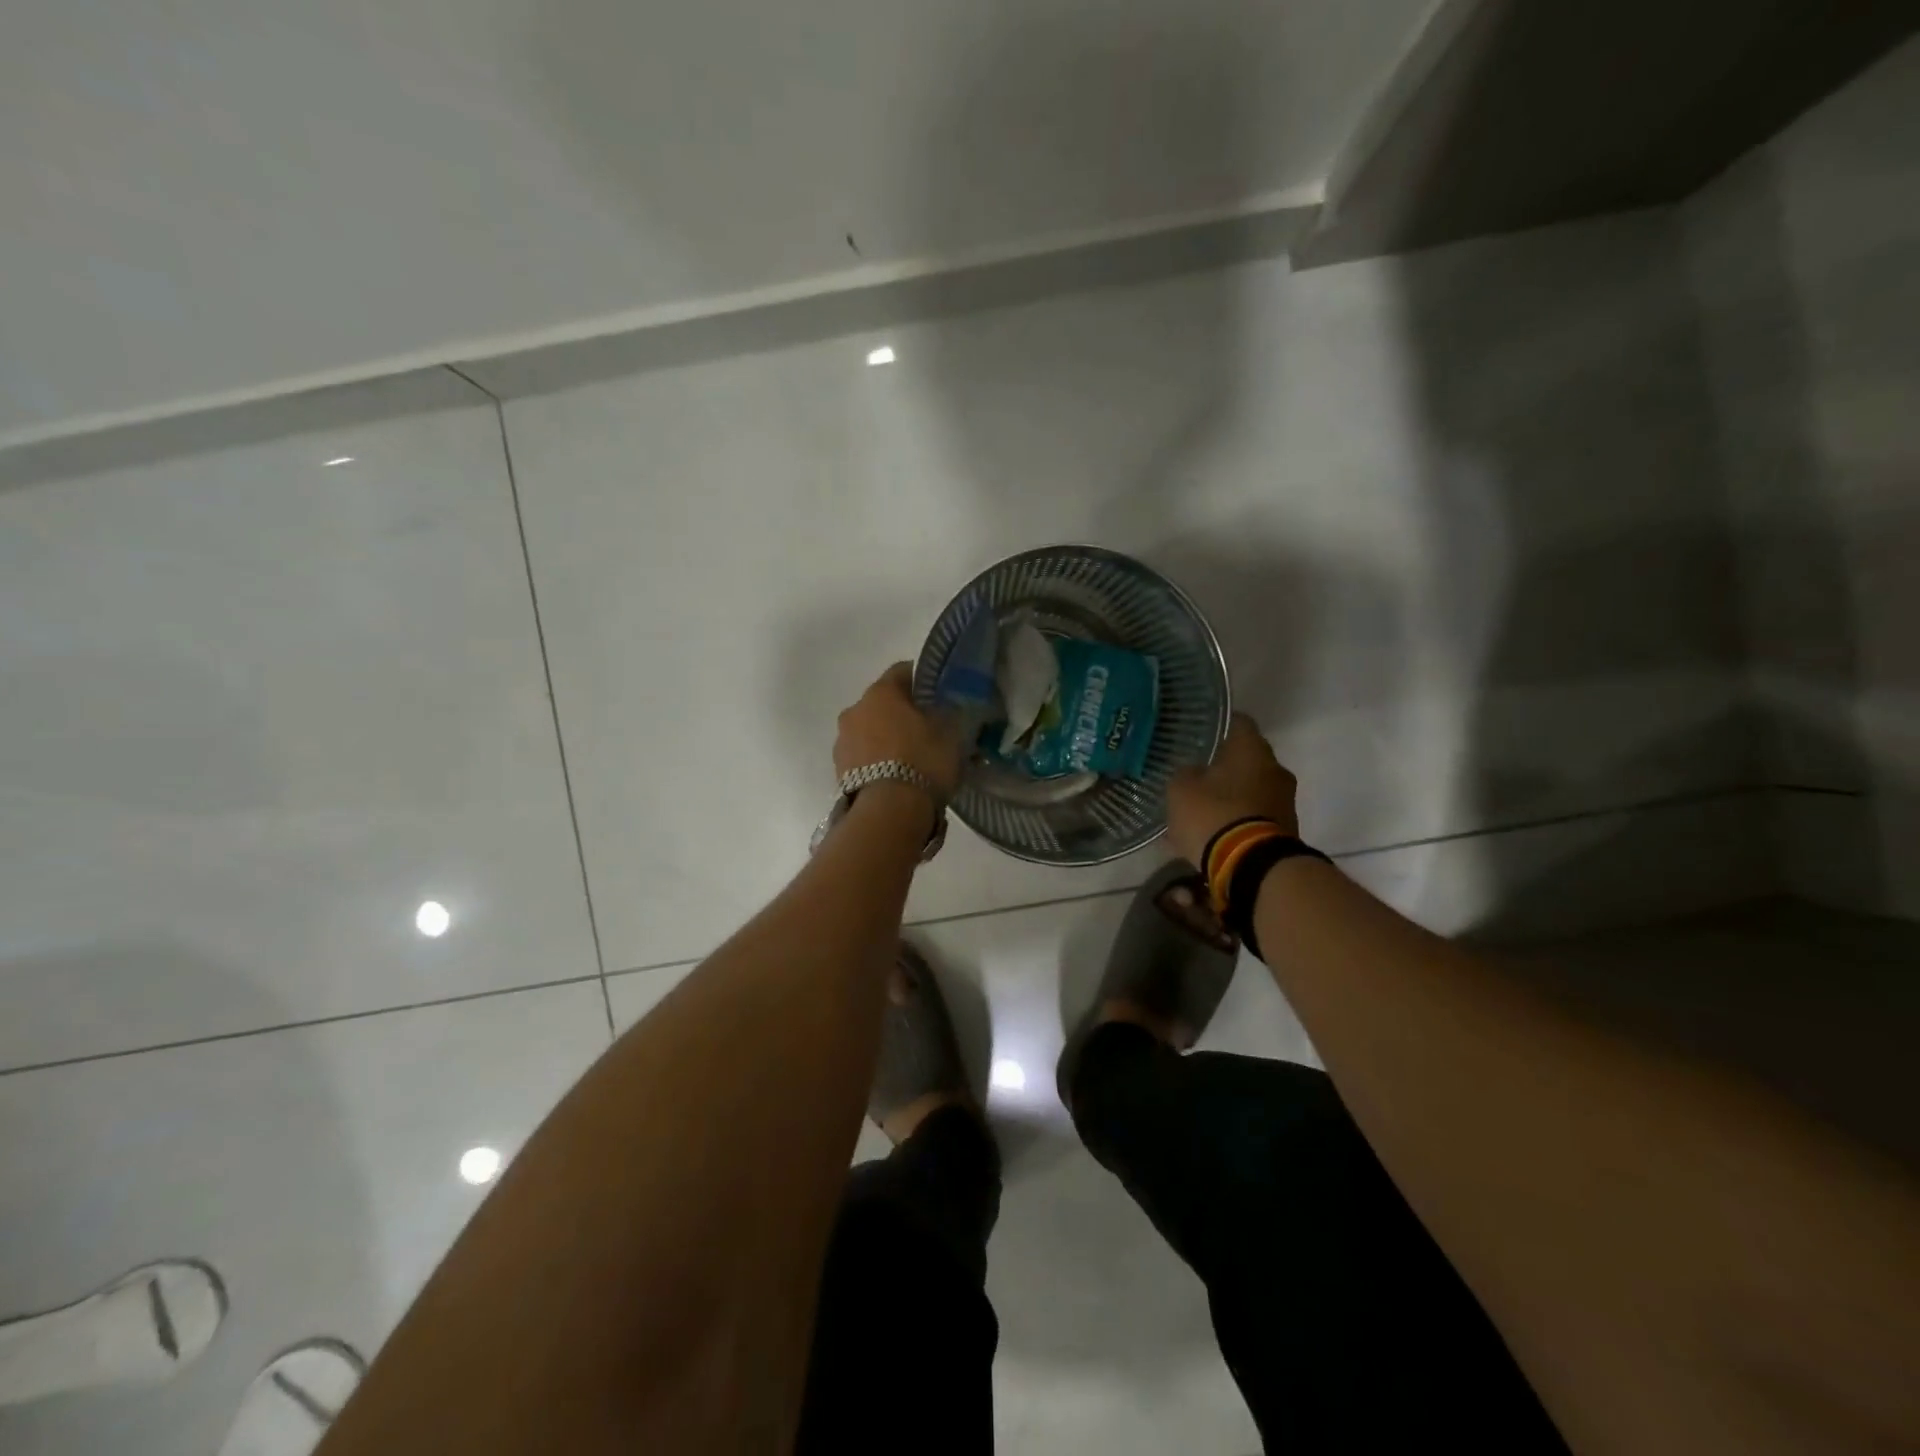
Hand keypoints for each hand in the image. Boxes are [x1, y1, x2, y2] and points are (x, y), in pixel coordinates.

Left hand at [834, 663, 965, 799]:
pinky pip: (863, 756)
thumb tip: (946, 708)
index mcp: (881, 692)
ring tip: (910, 758)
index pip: (903, 671)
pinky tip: (896, 776)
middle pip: (883, 702)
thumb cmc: (922, 761)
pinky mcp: (838, 770)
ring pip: (870, 730)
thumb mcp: (950, 733)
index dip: (924, 681)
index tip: (939, 695)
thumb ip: (948, 714)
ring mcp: (842, 741)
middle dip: (903, 712)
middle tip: (928, 729)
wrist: (888, 812)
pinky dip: (877, 760)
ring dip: (887, 737)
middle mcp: (855, 709)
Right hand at [1167, 712, 1299, 866]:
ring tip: (1203, 810)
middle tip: (1198, 775)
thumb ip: (1186, 773)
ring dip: (1232, 795)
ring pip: (1253, 788)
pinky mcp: (1286, 830)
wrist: (1253, 867)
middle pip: (1247, 758)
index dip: (1217, 725)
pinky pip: (1256, 816)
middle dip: (1224, 766)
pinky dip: (1239, 820)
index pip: (1237, 721)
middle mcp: (1275, 768)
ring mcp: (1285, 801)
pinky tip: (1216, 832)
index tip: (1200, 733)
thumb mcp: (1181, 790)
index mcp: (1251, 749)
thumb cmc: (1214, 815)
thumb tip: (1194, 772)